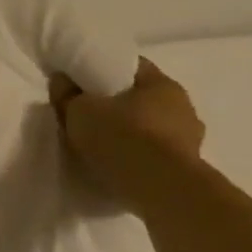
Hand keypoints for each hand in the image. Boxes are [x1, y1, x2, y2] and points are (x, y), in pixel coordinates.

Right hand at [50, 58, 206, 211]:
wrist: (159, 186)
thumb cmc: (120, 135)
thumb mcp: (78, 110)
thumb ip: (67, 94)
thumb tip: (62, 80)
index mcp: (162, 84)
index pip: (131, 66)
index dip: (104, 69)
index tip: (82, 80)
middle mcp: (183, 105)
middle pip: (143, 96)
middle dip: (117, 102)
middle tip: (88, 112)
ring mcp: (190, 137)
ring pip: (152, 125)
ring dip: (131, 130)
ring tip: (102, 142)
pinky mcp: (188, 164)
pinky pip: (156, 150)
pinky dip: (139, 152)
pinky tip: (119, 160)